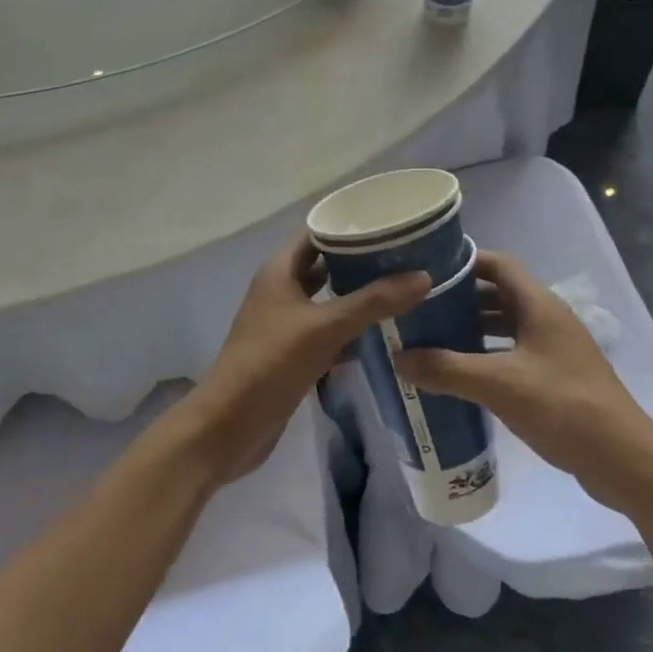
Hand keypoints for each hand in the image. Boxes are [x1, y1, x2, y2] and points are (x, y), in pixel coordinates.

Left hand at [183, 233, 429, 484]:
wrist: (228, 428)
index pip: (316, 232)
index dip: (348, 225)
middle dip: (359, 260)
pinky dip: (350, 328)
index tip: (388, 223)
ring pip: (326, 299)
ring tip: (400, 287)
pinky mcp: (291, 353)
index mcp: (279, 271)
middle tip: (403, 255)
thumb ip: (374, 301)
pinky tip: (382, 332)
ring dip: (356, 295)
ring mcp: (284, 323)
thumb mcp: (326, 327)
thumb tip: (424, 276)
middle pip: (323, 264)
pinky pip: (326, 330)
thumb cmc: (271, 363)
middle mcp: (280, 290)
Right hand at [394, 251, 652, 512]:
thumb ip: (448, 370)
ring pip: (506, 325)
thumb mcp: (500, 385)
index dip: (465, 262)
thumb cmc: (563, 406)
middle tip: (421, 308)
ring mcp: (554, 348)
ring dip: (473, 328)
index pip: (498, 265)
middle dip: (462, 298)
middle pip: (499, 294)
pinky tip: (463, 375)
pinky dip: (488, 355)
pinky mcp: (556, 376)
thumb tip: (399, 358)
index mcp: (539, 304)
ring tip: (433, 339)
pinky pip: (514, 352)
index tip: (428, 270)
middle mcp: (547, 317)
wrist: (623, 458)